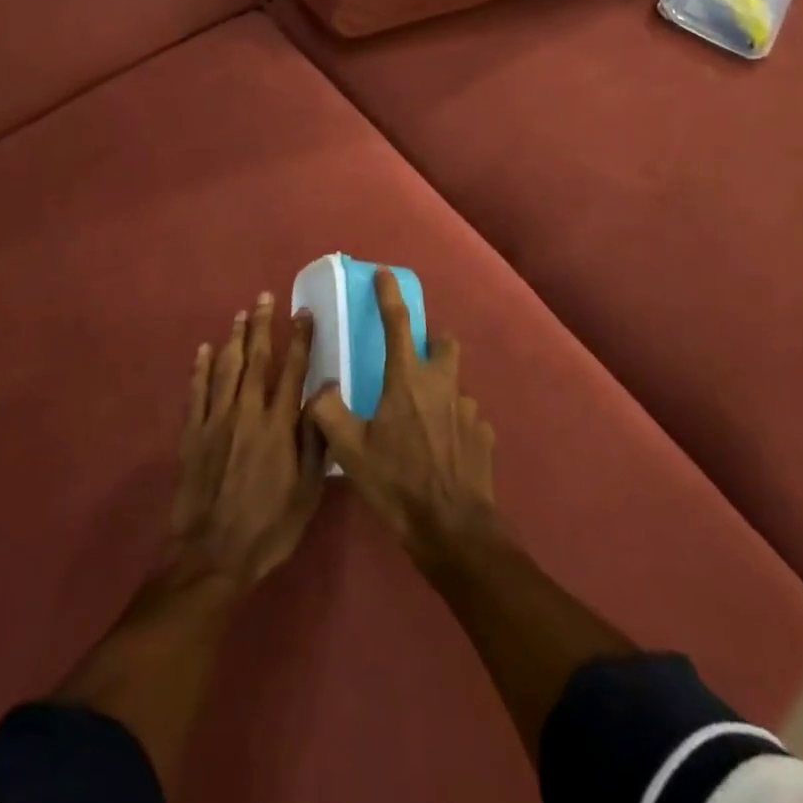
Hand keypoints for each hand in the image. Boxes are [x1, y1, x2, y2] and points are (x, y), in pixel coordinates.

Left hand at [168, 292, 326, 587]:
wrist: (211, 556)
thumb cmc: (268, 527)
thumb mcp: (308, 490)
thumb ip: (317, 438)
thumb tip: (326, 390)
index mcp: (279, 425)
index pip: (292, 369)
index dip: (299, 339)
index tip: (303, 313)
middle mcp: (247, 412)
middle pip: (256, 358)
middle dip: (262, 325)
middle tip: (265, 297)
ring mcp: (216, 420)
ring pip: (226, 367)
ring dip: (234, 338)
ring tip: (240, 314)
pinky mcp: (192, 434)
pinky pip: (197, 391)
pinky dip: (200, 368)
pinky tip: (203, 350)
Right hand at [303, 269, 500, 563]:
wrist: (453, 529)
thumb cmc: (398, 483)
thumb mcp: (350, 450)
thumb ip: (327, 412)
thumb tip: (318, 388)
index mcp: (408, 379)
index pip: (397, 323)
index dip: (389, 295)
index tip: (384, 274)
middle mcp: (443, 384)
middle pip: (444, 343)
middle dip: (431, 341)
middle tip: (412, 359)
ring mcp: (469, 409)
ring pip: (455, 383)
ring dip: (440, 389)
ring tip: (422, 419)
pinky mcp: (485, 435)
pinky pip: (467, 417)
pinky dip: (453, 422)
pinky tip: (441, 449)